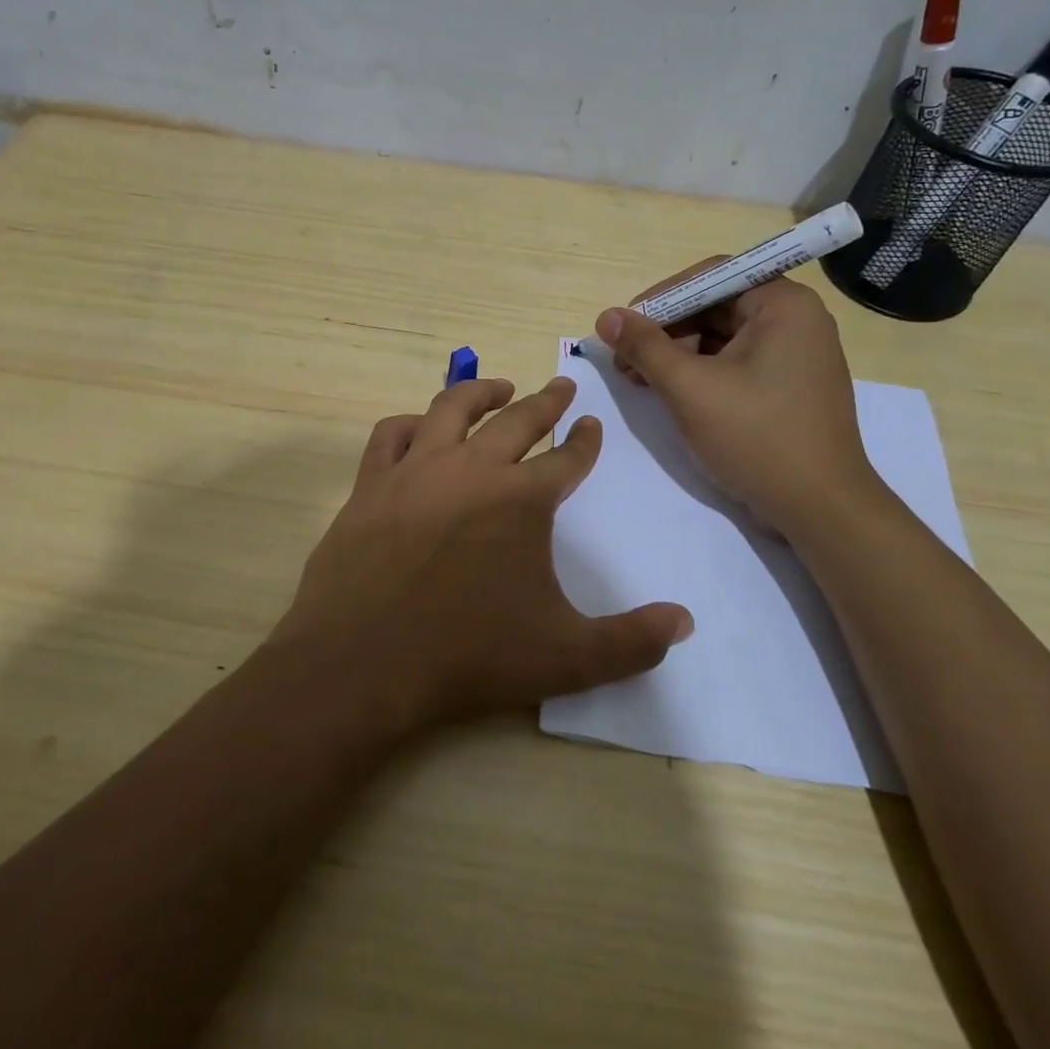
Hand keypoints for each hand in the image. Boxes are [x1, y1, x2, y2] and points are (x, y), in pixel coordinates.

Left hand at [271, 376, 692, 730]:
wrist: (364, 662)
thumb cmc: (469, 656)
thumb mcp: (567, 658)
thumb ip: (632, 641)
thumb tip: (685, 622)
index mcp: (521, 499)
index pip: (566, 458)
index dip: (584, 441)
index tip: (591, 425)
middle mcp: (471, 469)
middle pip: (517, 420)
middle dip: (545, 401)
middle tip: (561, 386)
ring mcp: (415, 471)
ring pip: (452, 409)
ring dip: (481, 392)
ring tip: (499, 388)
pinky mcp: (371, 484)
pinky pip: (391, 435)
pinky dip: (410, 423)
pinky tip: (420, 427)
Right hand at [596, 270, 882, 538]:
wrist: (820, 508)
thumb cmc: (756, 437)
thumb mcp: (689, 388)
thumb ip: (644, 347)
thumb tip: (606, 317)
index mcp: (783, 304)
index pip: (710, 278)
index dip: (661, 299)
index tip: (624, 326)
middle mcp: (796, 320)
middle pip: (715, 307)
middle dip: (666, 332)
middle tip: (626, 361)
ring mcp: (796, 355)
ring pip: (722, 338)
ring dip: (678, 355)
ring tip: (642, 382)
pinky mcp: (790, 386)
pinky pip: (737, 363)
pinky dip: (701, 374)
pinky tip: (672, 394)